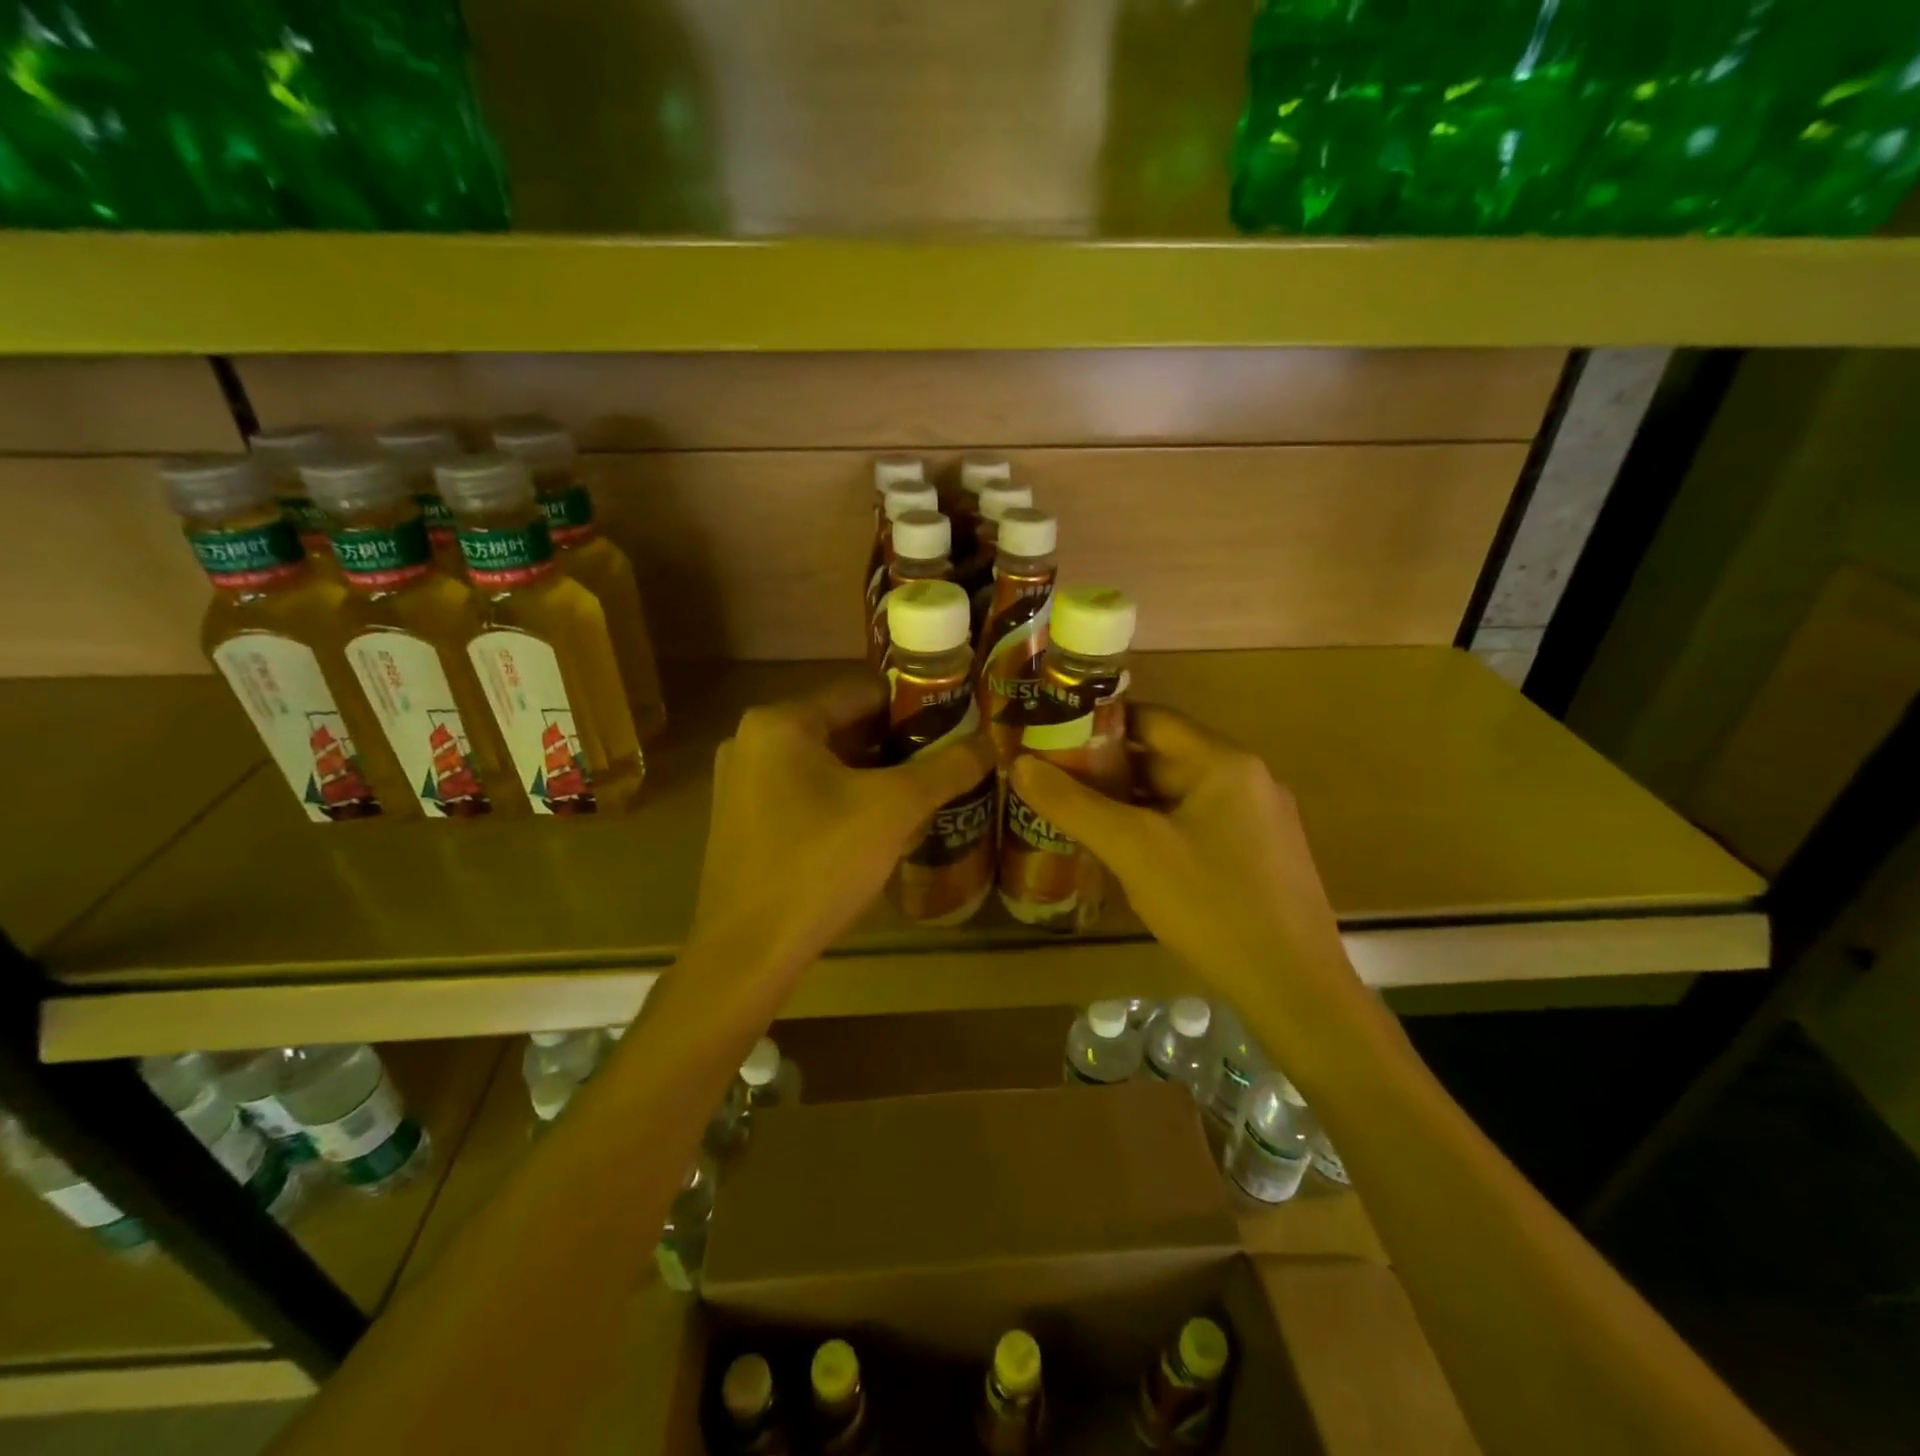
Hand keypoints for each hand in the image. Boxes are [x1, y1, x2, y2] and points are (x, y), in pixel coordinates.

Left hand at [687, 677, 996, 980]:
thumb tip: (990, 742)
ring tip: (922, 794)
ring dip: (873, 776)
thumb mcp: (894, 809)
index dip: (915, 706)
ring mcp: (742, 785)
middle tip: (946, 764)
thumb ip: (946, 769)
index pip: (863, 692)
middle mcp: (753, 742)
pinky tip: (878, 827)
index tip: (956, 726)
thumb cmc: (818, 864)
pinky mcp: (743, 823)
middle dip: (897, 746)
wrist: (746, 953)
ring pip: (826, 765)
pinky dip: (843, 800)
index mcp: (780, 723)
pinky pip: (805, 794)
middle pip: (843, 728)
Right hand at [1008, 705, 1355, 1019]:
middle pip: (1164, 757)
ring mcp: (1255, 820)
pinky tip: (1121, 851)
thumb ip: (1074, 805)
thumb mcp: (1133, 850)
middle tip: (1053, 780)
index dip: (1098, 724)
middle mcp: (1246, 779)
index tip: (1052, 736)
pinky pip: (1194, 825)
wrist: (1293, 989)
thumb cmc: (1212, 906)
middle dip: (1107, 768)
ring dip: (1128, 801)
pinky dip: (1155, 828)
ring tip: (1074, 812)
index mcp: (1224, 762)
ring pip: (1177, 795)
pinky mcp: (1256, 856)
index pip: (1151, 719)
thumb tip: (1021, 766)